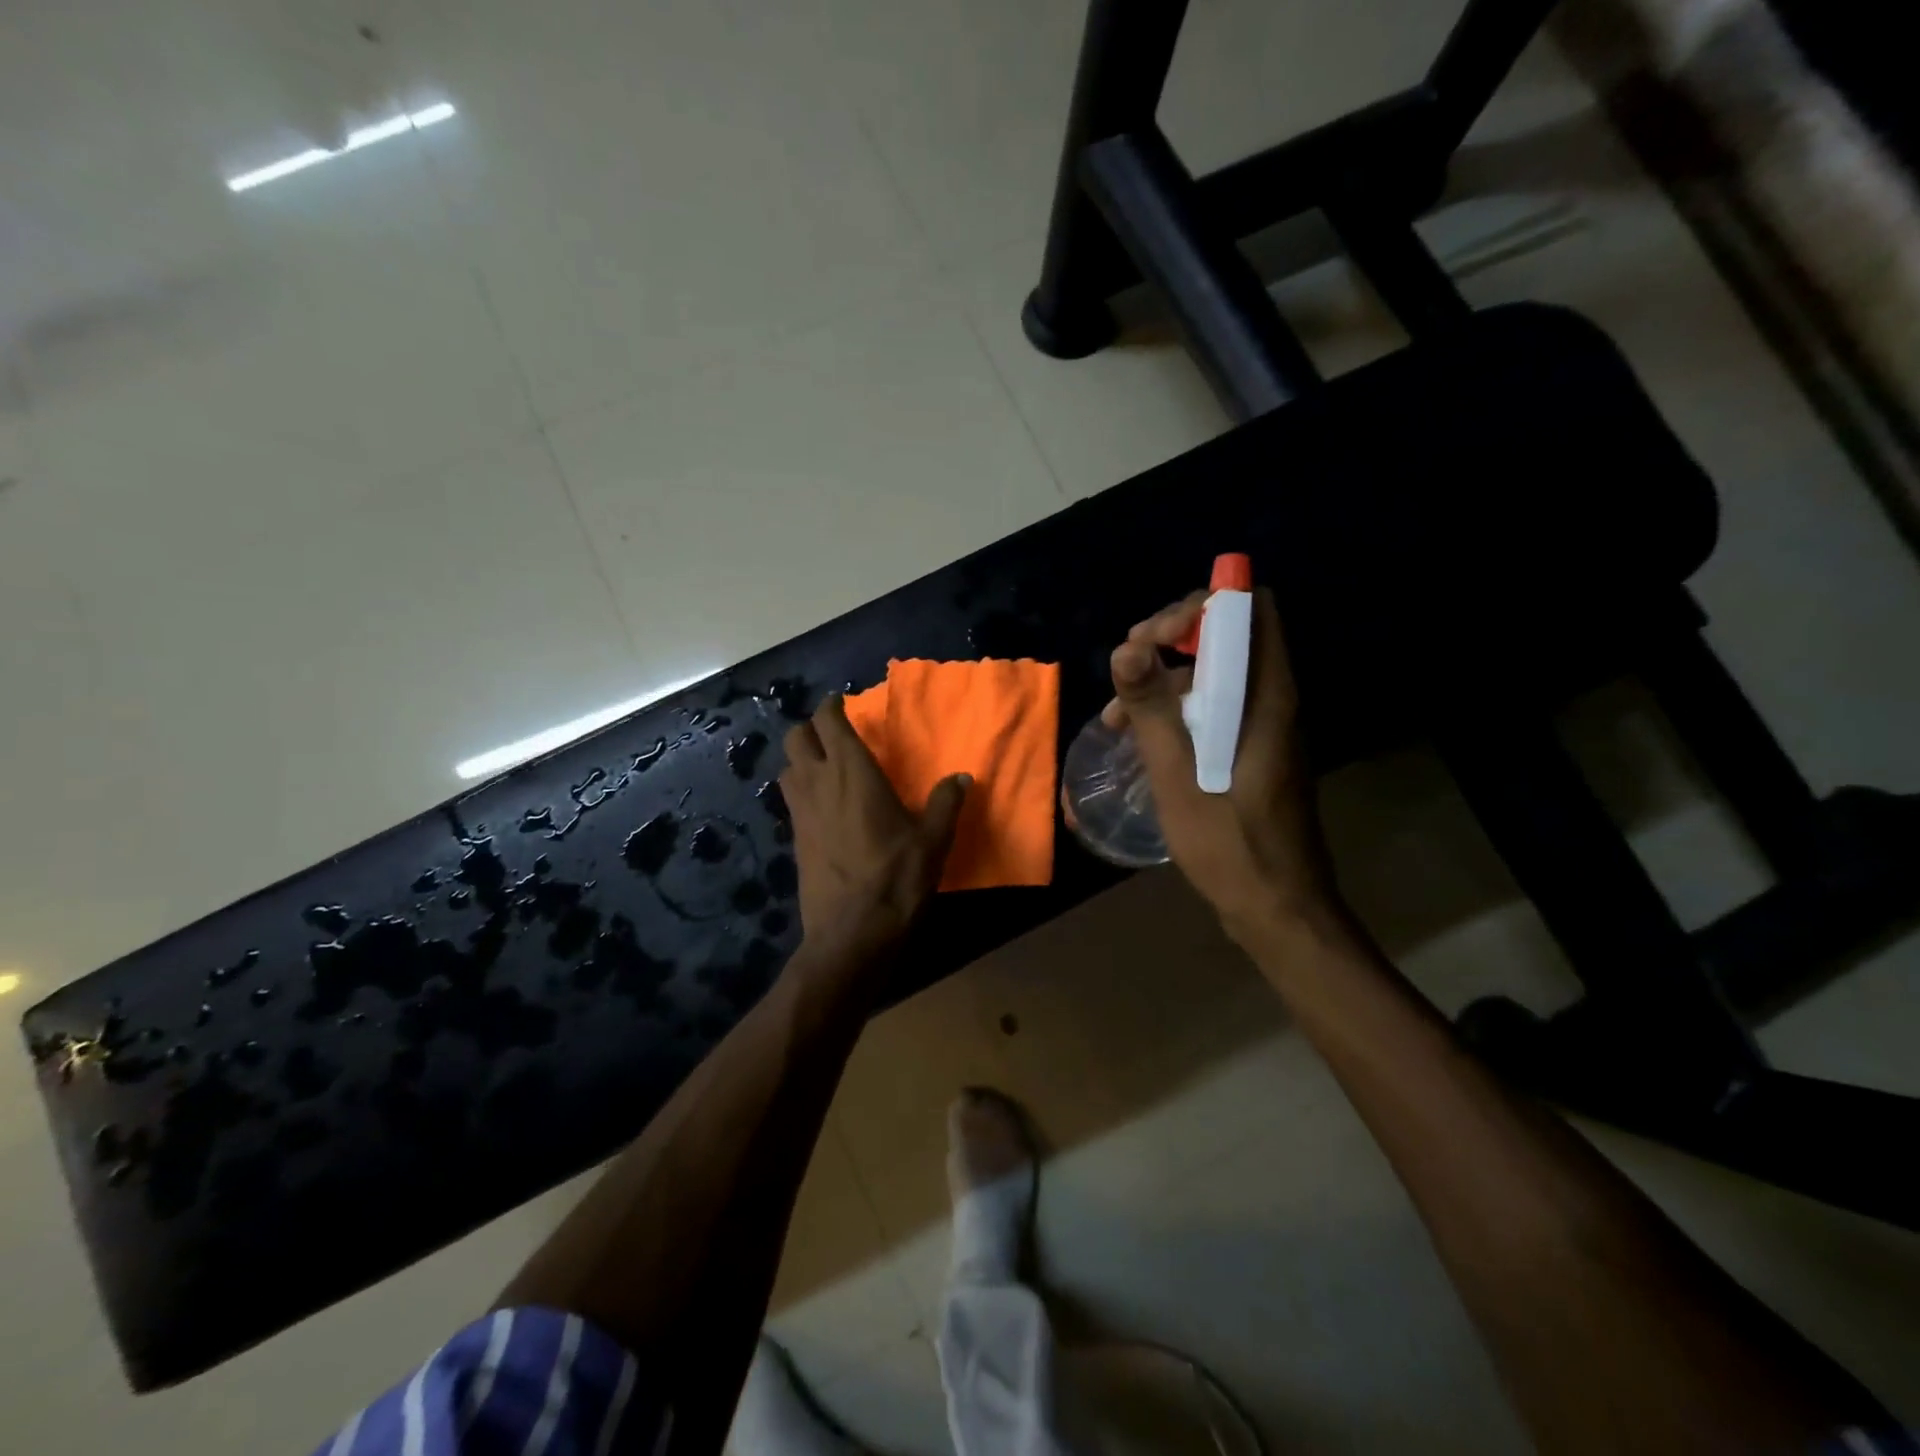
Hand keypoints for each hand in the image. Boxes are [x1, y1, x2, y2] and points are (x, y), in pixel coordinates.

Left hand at [779, 694, 970, 962]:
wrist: (852, 933)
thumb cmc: (896, 878)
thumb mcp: (933, 840)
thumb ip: (945, 803)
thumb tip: (962, 778)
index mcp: (852, 772)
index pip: (829, 722)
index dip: (832, 706)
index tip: (842, 702)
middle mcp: (818, 783)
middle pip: (795, 737)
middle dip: (811, 728)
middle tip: (834, 734)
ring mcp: (801, 812)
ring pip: (786, 767)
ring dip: (802, 759)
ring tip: (826, 767)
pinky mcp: (795, 839)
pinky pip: (791, 799)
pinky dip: (801, 789)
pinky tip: (823, 806)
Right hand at [1104, 587, 1333, 940]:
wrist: (1278, 909)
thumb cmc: (1231, 844)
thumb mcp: (1180, 777)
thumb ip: (1153, 709)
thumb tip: (1126, 647)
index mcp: (1267, 696)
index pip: (1250, 609)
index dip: (1198, 608)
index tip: (1151, 639)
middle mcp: (1272, 699)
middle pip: (1227, 635)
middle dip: (1170, 640)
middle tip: (1126, 666)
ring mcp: (1264, 726)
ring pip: (1214, 674)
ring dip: (1164, 680)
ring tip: (1116, 715)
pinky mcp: (1252, 750)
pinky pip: (1213, 708)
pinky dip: (1176, 710)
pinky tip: (1137, 738)